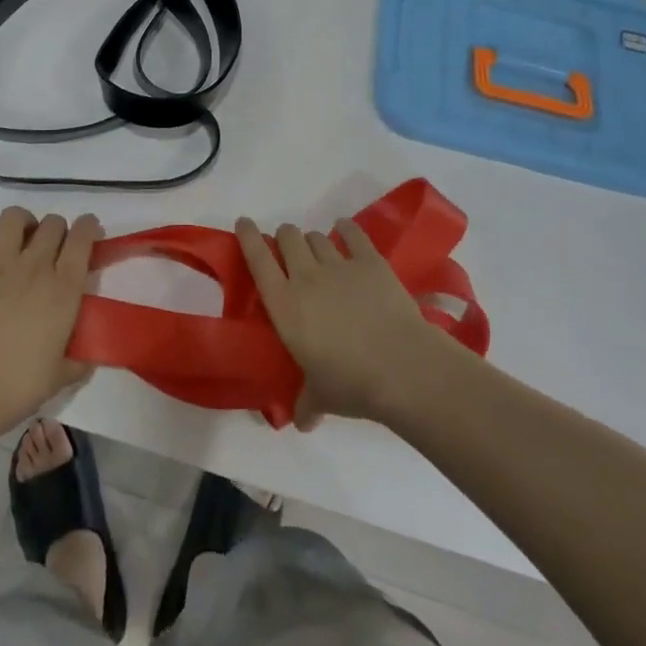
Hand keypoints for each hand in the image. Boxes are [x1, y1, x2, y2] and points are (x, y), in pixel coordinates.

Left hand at [0, 208, 101, 430]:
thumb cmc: (19, 387)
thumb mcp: (61, 376)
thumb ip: (77, 360)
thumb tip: (86, 358)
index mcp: (63, 288)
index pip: (82, 237)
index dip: (89, 227)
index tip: (89, 231)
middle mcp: (33, 267)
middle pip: (52, 223)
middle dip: (57, 230)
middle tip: (54, 250)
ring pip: (13, 218)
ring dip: (21, 225)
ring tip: (19, 244)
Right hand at [238, 217, 443, 429]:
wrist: (402, 367)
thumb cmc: (351, 384)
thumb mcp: (321, 397)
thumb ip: (307, 403)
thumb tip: (302, 422)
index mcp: (285, 305)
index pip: (258, 259)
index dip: (248, 237)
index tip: (244, 223)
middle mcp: (306, 276)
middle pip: (288, 237)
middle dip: (285, 239)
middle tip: (289, 251)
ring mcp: (339, 265)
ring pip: (316, 237)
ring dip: (312, 241)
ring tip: (318, 251)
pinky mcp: (370, 261)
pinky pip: (352, 234)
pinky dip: (345, 229)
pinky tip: (344, 230)